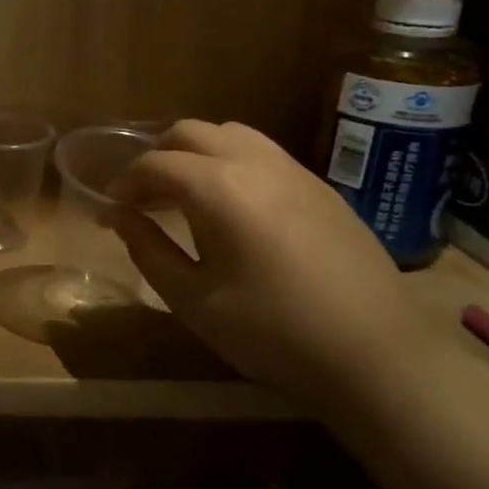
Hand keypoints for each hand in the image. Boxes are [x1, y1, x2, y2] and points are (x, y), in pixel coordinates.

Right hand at [108, 120, 431, 397]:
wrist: (377, 356)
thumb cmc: (272, 333)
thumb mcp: (193, 299)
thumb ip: (148, 250)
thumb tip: (120, 217)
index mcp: (219, 188)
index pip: (155, 164)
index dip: (125, 183)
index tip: (110, 210)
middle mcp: (256, 163)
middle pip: (191, 133)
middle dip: (157, 157)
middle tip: (143, 199)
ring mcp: (296, 172)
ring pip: (232, 135)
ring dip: (197, 155)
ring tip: (185, 196)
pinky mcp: (322, 189)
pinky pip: (264, 155)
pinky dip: (232, 164)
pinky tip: (233, 209)